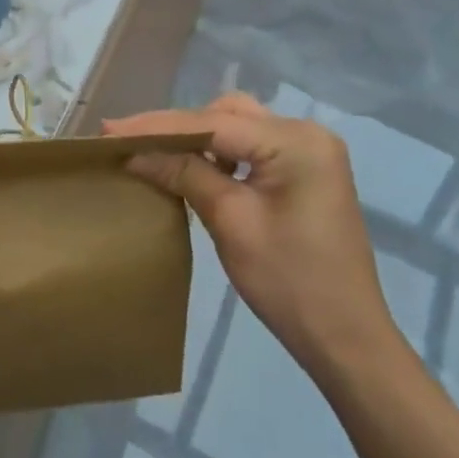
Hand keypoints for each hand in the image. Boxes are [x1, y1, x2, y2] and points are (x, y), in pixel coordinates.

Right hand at [107, 94, 396, 388]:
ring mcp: (310, 152)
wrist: (347, 342)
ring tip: (155, 153)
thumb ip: (183, 174)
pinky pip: (252, 148)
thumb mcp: (230, 222)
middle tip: (128, 141)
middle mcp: (306, 134)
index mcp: (295, 142)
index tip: (110, 130)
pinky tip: (195, 168)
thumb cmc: (290, 284)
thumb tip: (133, 152)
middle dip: (177, 127)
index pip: (213, 123)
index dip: (157, 126)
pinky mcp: (306, 172)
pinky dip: (221, 154)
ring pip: (238, 127)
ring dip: (198, 138)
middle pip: (226, 115)